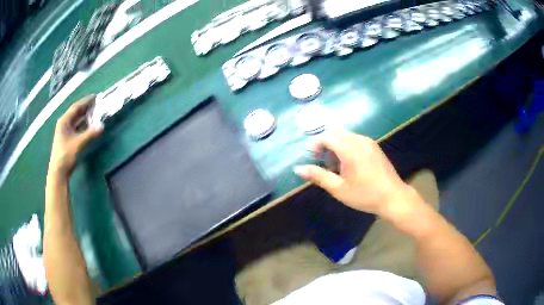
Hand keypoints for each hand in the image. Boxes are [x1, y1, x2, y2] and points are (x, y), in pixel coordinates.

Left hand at [48, 95, 102, 177]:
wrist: (58, 172)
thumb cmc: (66, 155)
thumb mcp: (78, 143)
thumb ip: (90, 134)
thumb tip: (102, 126)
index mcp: (64, 121)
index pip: (76, 107)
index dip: (86, 101)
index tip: (95, 96)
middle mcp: (64, 124)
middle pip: (76, 112)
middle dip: (86, 108)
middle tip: (97, 104)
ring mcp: (65, 132)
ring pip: (76, 120)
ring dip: (85, 116)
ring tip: (95, 112)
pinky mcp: (67, 139)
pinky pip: (76, 127)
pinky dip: (83, 125)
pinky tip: (89, 125)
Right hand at [294, 129, 411, 215]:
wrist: (393, 197)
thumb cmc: (365, 195)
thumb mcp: (339, 189)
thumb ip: (318, 176)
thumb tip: (298, 169)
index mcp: (350, 149)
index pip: (327, 135)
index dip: (315, 143)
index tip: (312, 157)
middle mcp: (359, 140)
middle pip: (335, 132)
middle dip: (324, 143)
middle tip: (321, 161)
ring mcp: (368, 142)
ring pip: (345, 135)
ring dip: (335, 144)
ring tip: (335, 165)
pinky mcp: (374, 146)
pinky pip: (355, 139)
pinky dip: (345, 146)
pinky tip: (348, 164)